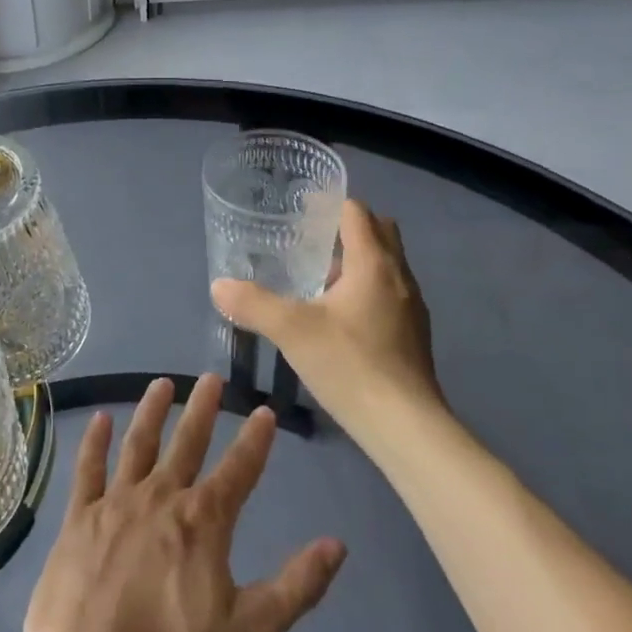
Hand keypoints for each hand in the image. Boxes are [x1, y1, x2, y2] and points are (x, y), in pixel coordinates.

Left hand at [21, 375, 345, 631]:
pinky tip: (99, 419)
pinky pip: (87, 470)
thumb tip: (337, 545)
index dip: (254, 440)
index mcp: (203, 523)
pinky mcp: (76, 520)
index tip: (263, 410)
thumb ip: (295, 587)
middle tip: (211, 377)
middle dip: (202, 409)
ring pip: (137, 445)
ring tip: (162, 383)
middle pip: (186, 443)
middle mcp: (159, 499)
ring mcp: (114, 505)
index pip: (238, 470)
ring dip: (151, 411)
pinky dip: (94, 442)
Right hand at [212, 200, 444, 439]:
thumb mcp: (291, 330)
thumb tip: (218, 285)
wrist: (405, 426)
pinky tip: (337, 319)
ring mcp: (412, 308)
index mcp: (374, 264)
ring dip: (356, 262)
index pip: (358, 213)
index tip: (302, 210)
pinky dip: (365, 291)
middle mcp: (399, 277)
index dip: (331, 205)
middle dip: (347, 229)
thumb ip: (252, 303)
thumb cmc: (350, 364)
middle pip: (380, 233)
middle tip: (308, 241)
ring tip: (316, 279)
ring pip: (385, 266)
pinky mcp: (413, 336)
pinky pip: (388, 294)